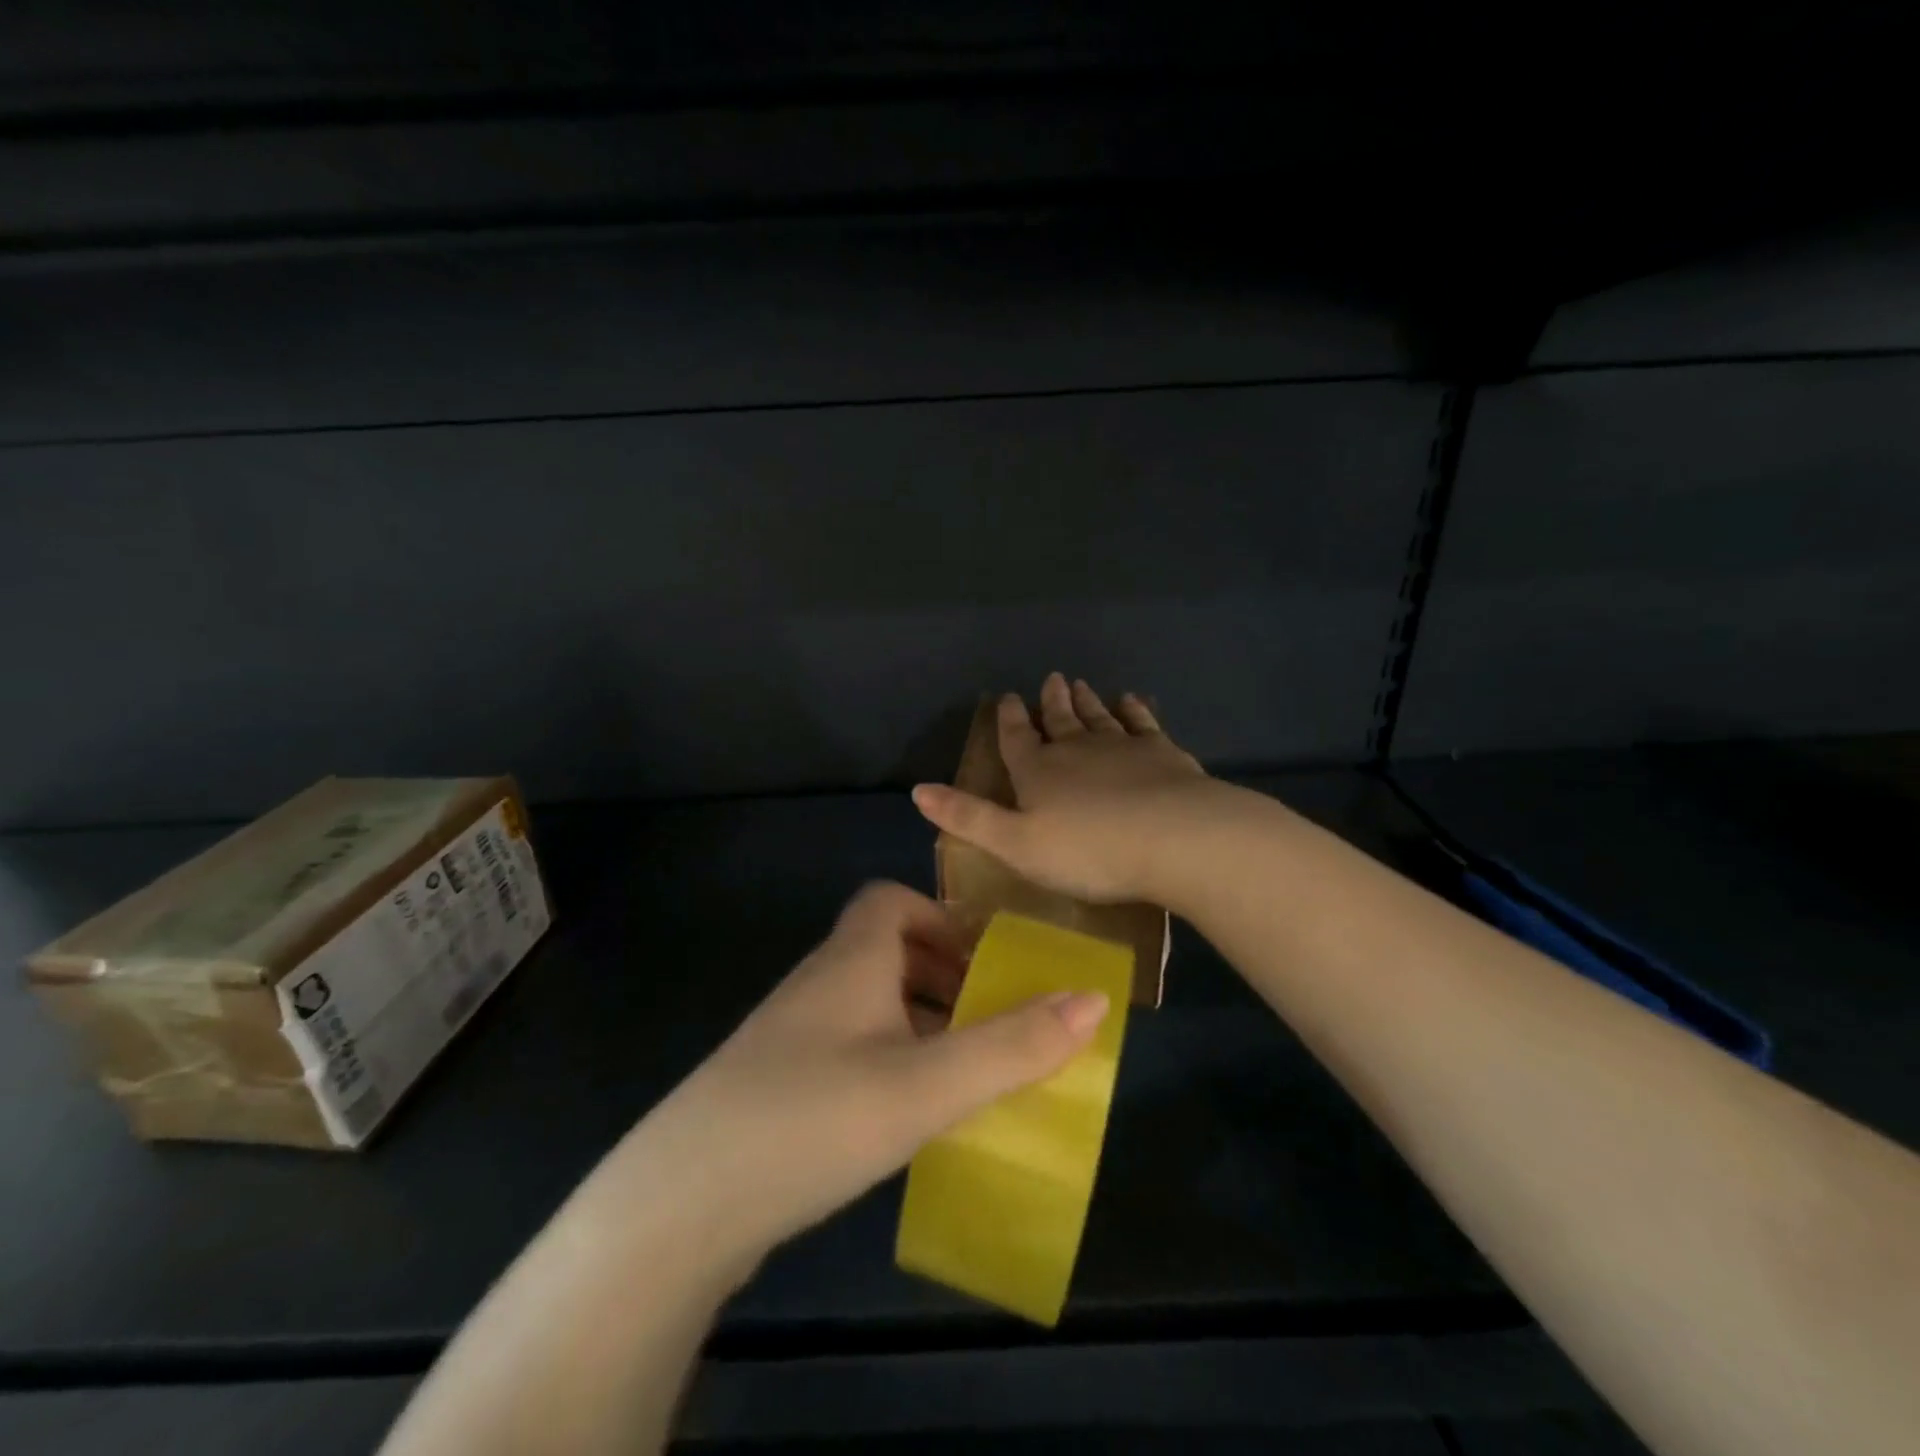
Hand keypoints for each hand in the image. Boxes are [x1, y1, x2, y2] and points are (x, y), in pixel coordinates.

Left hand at [620, 882, 1109, 1273]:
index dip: (939, 917)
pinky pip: (845, 1047)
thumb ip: (1010, 1044)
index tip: (982, 962)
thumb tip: (1091, 998)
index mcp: (850, 959)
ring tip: (960, 1071)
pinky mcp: (774, 1085)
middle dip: (941, 975)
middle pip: (884, 951)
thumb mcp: (925, 1083)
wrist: (679, 1206)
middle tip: (986, 1021)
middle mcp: (817, 983)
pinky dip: (886, 1060)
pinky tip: (902, 1115)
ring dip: (916, 1022)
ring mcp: (789, 1036)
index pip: (889, 899)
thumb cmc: (812, 1118)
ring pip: (866, 1003)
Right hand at [911, 672, 1215, 902]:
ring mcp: (1122, 746)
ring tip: (1081, 683)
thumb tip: (918, 790)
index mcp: (1038, 771)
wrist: (1171, 837)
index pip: (1016, 738)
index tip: (1009, 697)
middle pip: (1060, 721)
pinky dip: (1133, 710)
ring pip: (1098, 717)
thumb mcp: (1015, 844)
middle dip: (1052, 702)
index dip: (1010, 719)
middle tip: (1052, 679)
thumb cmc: (1087, 850)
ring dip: (1087, 701)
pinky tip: (1131, 701)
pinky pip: (1142, 723)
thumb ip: (968, 818)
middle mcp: (1076, 749)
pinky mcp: (1161, 752)